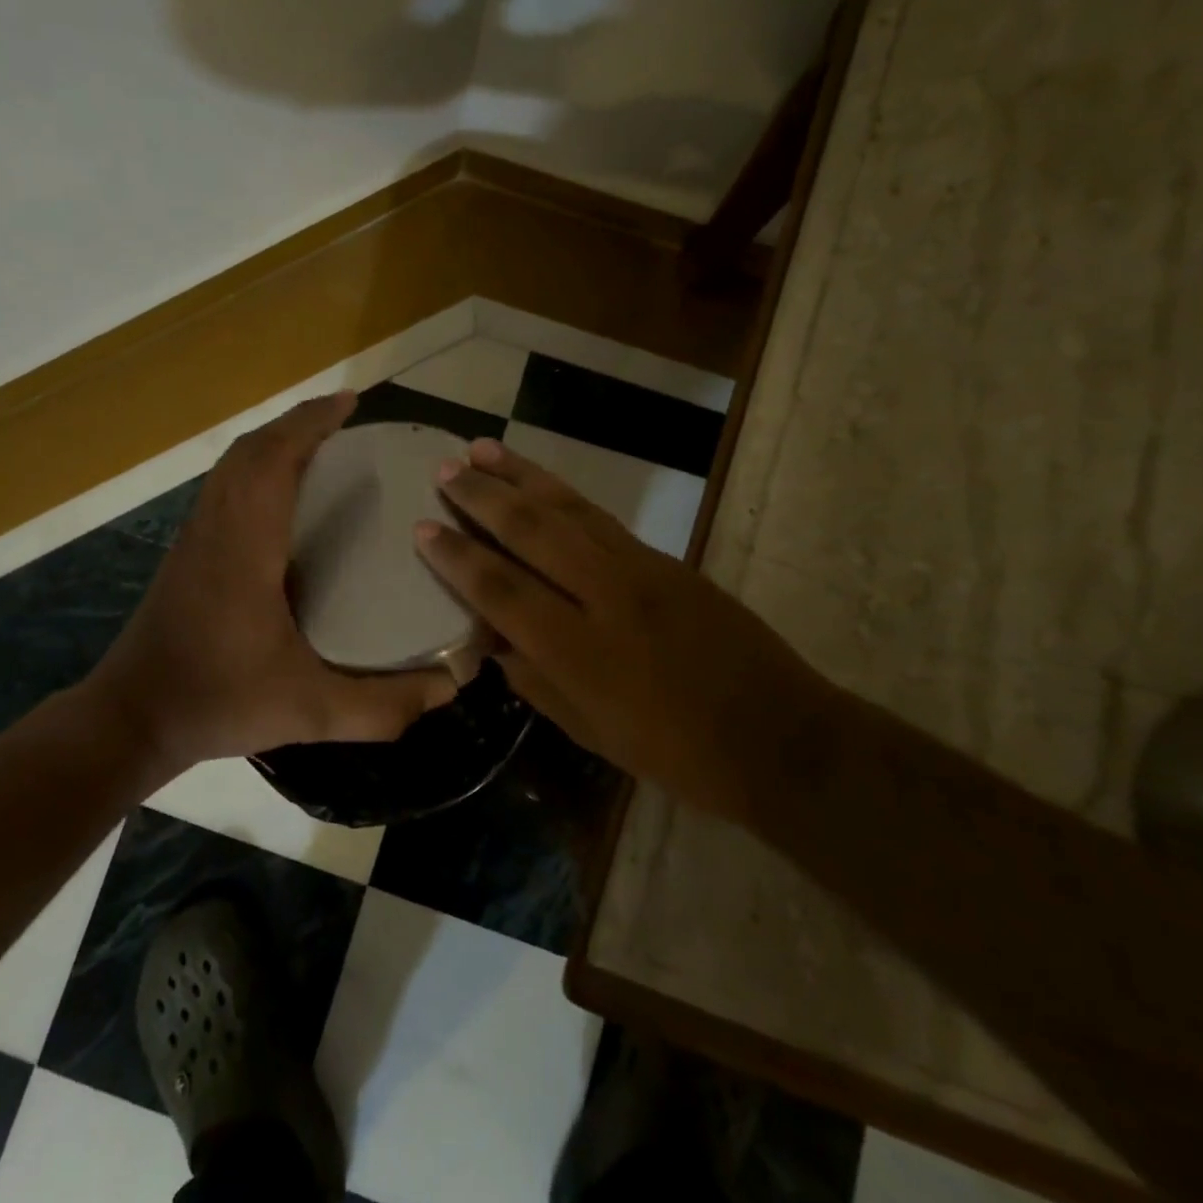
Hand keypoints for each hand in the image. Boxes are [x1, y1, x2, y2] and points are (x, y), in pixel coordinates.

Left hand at [87, 392, 457, 771]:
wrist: (133, 716)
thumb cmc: (219, 701)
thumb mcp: (309, 710)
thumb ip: (382, 705)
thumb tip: (449, 688)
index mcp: (245, 546)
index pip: (274, 460)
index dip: (310, 422)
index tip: (349, 402)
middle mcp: (216, 527)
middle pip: (250, 450)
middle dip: (296, 423)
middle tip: (342, 421)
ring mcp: (194, 537)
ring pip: (230, 466)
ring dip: (272, 442)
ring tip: (317, 445)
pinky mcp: (185, 552)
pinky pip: (221, 486)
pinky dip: (252, 467)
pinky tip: (279, 494)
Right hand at [414, 438, 823, 815]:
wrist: (780, 736)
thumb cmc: (677, 752)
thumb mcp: (592, 732)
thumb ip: (534, 682)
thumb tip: (491, 641)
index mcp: (579, 652)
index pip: (501, 590)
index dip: (457, 558)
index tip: (422, 528)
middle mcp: (605, 596)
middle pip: (531, 532)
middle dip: (482, 497)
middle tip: (444, 470)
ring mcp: (640, 570)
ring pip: (567, 509)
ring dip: (520, 476)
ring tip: (481, 449)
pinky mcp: (665, 559)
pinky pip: (600, 518)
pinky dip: (562, 493)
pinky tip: (540, 480)